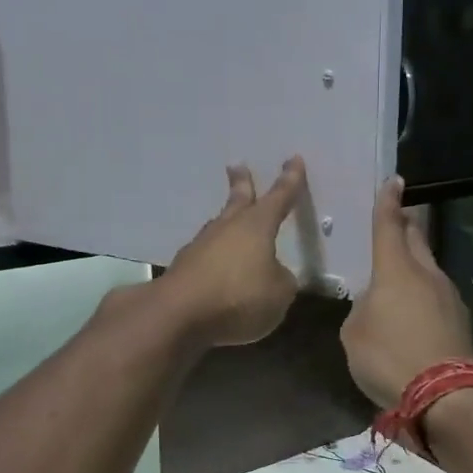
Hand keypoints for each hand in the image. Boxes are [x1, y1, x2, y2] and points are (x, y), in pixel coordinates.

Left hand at [160, 159, 306, 346]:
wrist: (179, 313)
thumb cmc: (238, 296)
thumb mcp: (279, 294)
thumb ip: (282, 281)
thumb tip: (274, 275)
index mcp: (257, 226)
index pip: (279, 197)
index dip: (290, 180)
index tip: (293, 159)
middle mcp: (227, 228)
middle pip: (238, 200)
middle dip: (241, 183)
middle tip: (237, 166)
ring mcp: (201, 246)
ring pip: (218, 226)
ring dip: (226, 221)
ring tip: (230, 219)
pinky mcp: (184, 268)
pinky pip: (206, 255)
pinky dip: (215, 256)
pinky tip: (217, 266)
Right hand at [340, 176, 472, 407]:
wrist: (446, 395)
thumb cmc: (389, 357)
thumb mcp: (354, 334)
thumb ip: (361, 310)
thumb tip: (374, 306)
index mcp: (395, 269)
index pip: (389, 225)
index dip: (387, 202)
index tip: (393, 181)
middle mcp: (426, 274)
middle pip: (416, 239)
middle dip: (406, 225)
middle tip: (396, 219)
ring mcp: (448, 296)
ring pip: (428, 268)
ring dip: (414, 264)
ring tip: (398, 273)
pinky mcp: (460, 320)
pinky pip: (435, 295)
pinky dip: (422, 294)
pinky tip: (411, 311)